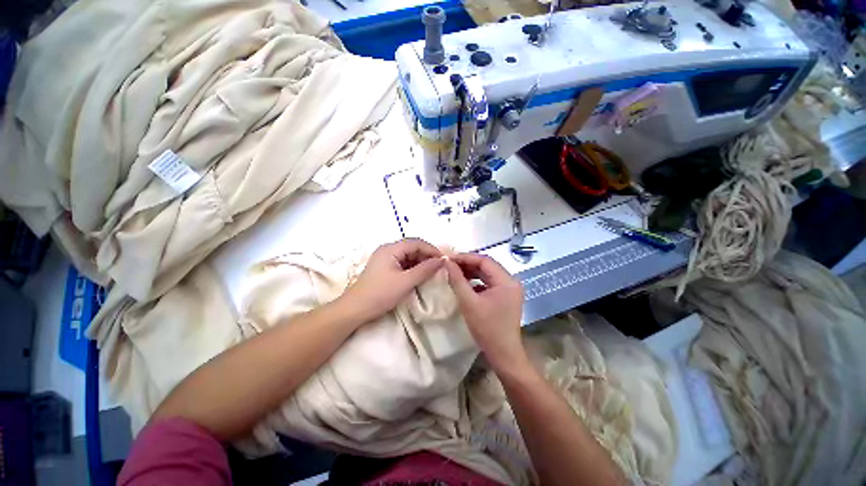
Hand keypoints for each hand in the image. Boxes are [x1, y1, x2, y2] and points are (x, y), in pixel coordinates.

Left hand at [341, 238, 443, 323]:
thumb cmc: (380, 294)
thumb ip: (425, 269)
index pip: (416, 242)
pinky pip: (402, 262)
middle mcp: (387, 249)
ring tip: (432, 271)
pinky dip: (413, 267)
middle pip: (412, 247)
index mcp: (391, 248)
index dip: (432, 249)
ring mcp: (385, 258)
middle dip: (426, 255)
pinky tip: (419, 275)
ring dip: (420, 262)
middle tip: (439, 266)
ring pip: (408, 255)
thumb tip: (441, 260)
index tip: (444, 260)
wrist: (355, 309)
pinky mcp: (384, 267)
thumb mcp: (406, 282)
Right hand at [444, 253, 524, 367]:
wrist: (503, 355)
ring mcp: (509, 289)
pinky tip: (464, 283)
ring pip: (487, 274)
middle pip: (487, 266)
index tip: (448, 258)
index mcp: (506, 281)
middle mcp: (511, 281)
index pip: (485, 261)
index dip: (465, 257)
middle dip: (467, 264)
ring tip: (454, 271)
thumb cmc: (487, 329)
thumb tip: (447, 262)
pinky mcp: (505, 296)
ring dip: (471, 272)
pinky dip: (476, 281)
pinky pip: (488, 283)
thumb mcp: (469, 302)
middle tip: (449, 264)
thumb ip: (457, 280)